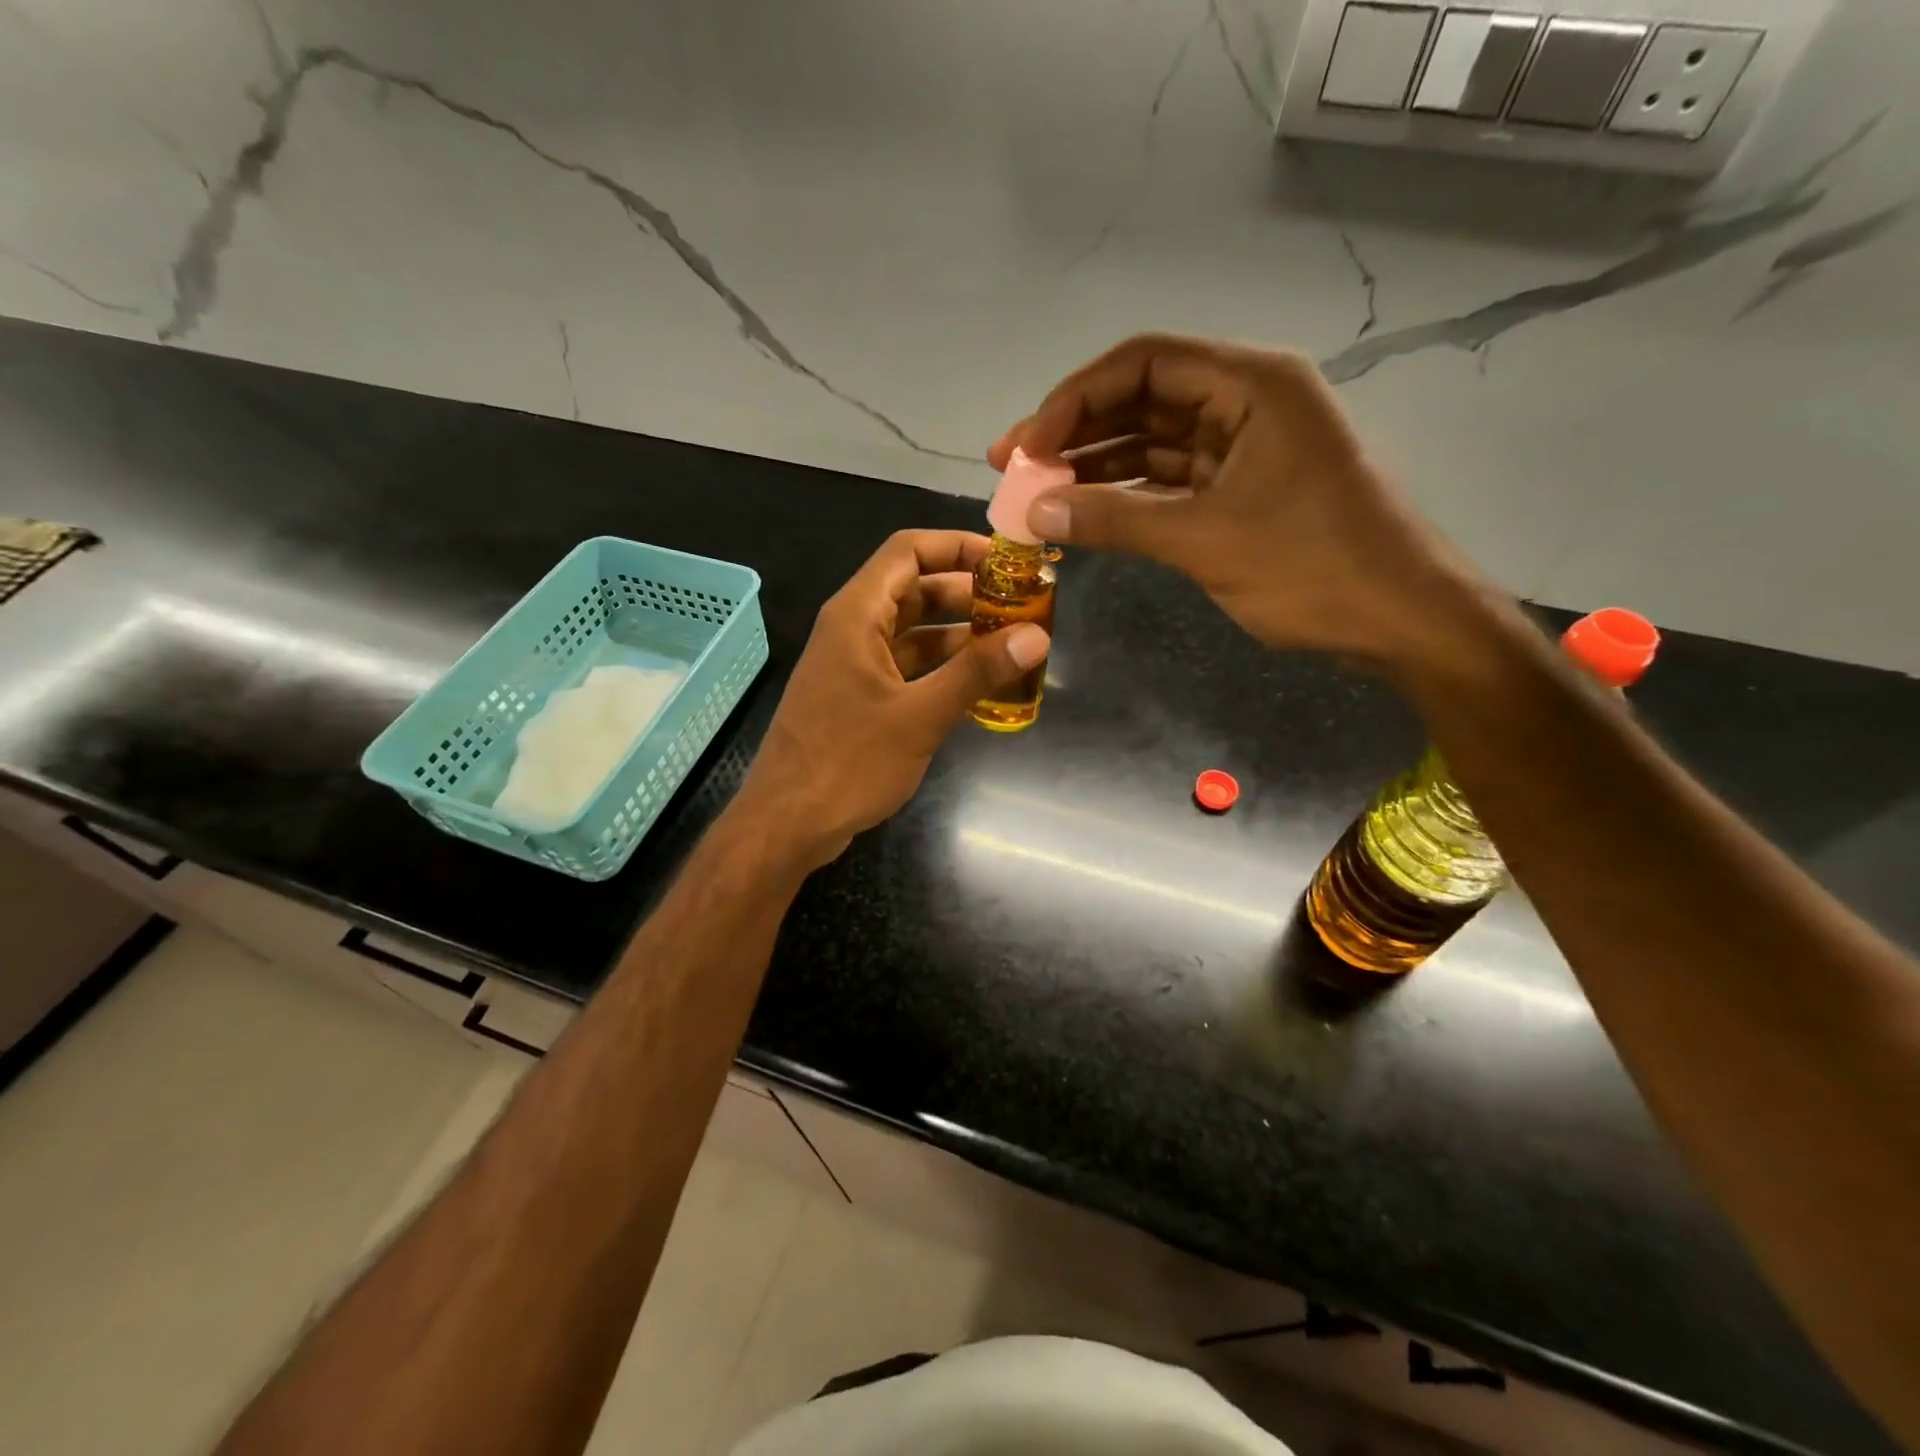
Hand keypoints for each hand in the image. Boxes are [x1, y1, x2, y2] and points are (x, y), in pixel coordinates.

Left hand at [737, 530, 1047, 869]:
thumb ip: (977, 672)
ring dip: (958, 634)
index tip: (1007, 562)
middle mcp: (853, 629)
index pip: (909, 551)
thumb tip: (1036, 636)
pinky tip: (980, 685)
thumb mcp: (919, 715)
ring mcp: (853, 665)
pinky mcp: (858, 697)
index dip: (958, 546)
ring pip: (913, 632)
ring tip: (1012, 644)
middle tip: (1022, 607)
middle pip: (915, 589)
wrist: (787, 823)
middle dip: (968, 593)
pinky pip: (906, 667)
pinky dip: (941, 669)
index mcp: (857, 615)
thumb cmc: (848, 762)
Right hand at [990, 334, 1492, 670]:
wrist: (1401, 620)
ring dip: (1095, 465)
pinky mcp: (1243, 488)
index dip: (1075, 398)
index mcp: (1251, 384)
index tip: (1027, 446)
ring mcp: (1246, 446)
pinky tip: (1084, 511)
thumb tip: (1034, 511)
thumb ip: (1115, 520)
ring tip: (1036, 492)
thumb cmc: (1313, 569)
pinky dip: (1128, 494)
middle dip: (1075, 431)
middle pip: (1143, 397)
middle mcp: (1247, 400)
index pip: (1143, 362)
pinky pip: (1171, 479)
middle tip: (1012, 467)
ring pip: (1153, 440)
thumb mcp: (1204, 540)